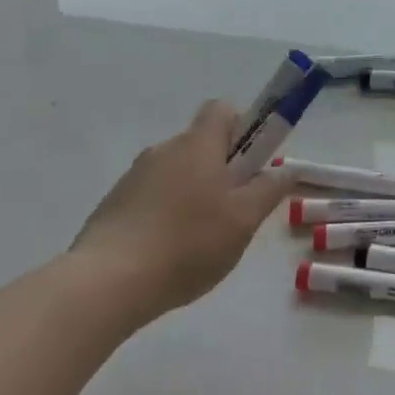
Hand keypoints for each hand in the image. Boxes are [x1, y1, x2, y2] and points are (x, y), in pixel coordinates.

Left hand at [69, 101, 292, 314]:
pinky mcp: (113, 204)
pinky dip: (165, 213)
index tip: (252, 163)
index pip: (223, 110)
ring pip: (176, 173)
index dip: (243, 128)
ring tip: (199, 240)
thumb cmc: (187, 243)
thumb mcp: (244, 220)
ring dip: (192, 193)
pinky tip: (167, 252)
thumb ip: (270, 190)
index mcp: (198, 144)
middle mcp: (165, 149)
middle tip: (234, 210)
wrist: (106, 283)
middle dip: (221, 169)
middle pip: (201, 144)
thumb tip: (288, 168)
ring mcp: (134, 176)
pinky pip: (151, 196)